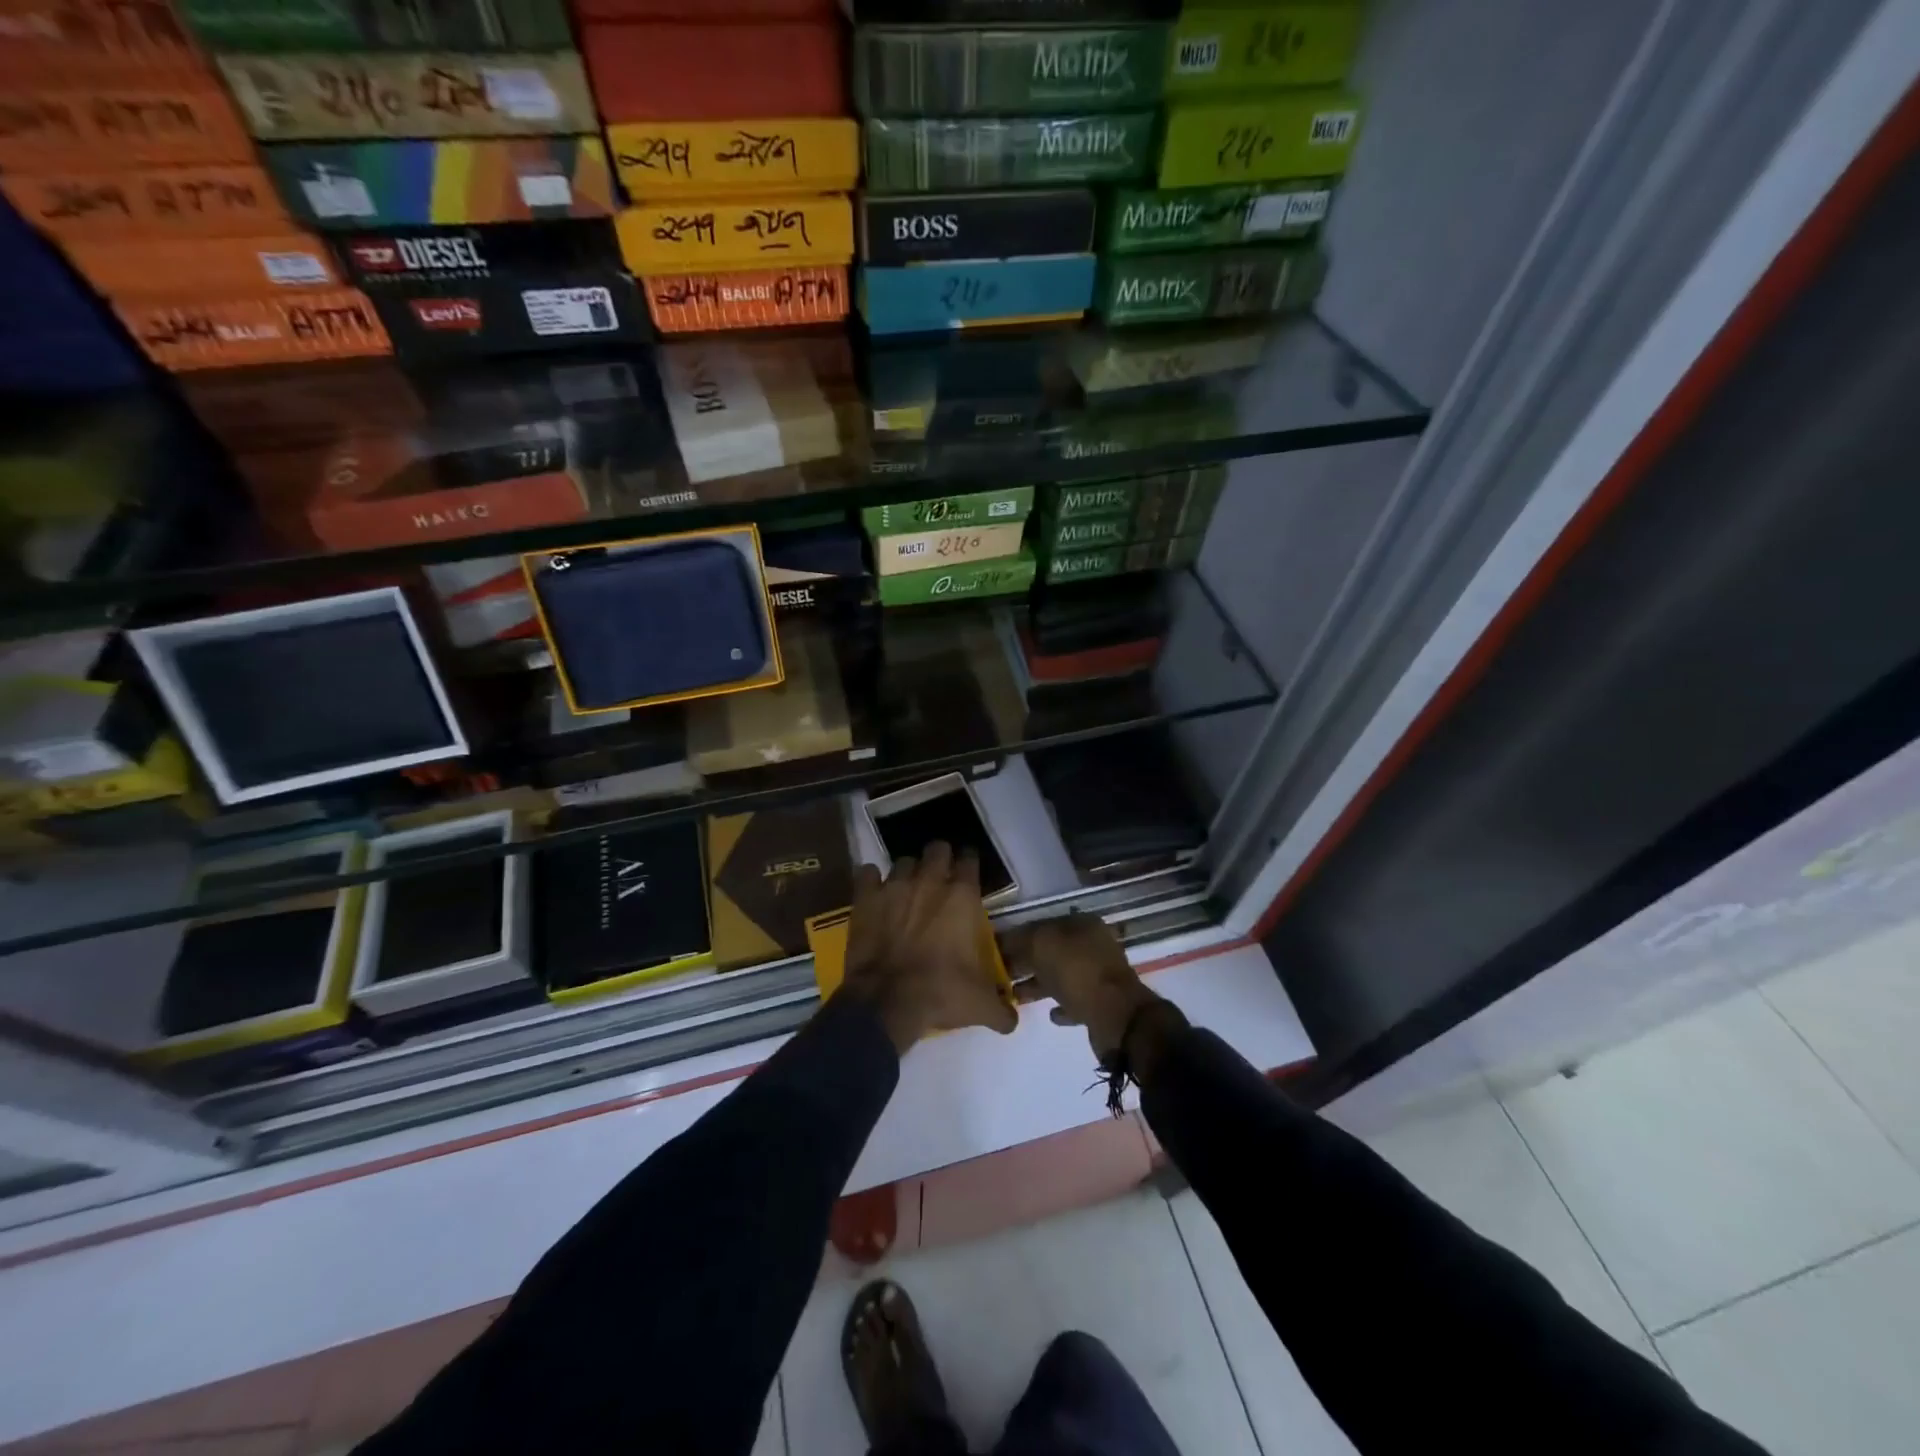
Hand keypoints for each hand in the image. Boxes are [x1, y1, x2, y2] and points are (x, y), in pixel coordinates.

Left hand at [840, 841, 1018, 1052]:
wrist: (886, 1001)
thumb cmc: (940, 993)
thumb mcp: (980, 1006)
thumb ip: (1001, 1009)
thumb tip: (1012, 1020)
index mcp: (962, 897)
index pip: (970, 861)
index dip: (970, 864)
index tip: (969, 874)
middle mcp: (929, 882)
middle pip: (937, 849)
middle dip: (940, 859)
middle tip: (940, 877)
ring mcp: (894, 886)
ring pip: (903, 861)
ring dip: (908, 872)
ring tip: (908, 889)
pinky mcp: (865, 897)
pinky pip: (867, 874)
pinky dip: (871, 880)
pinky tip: (875, 892)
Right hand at [1001, 913, 1162, 1061]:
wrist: (1116, 1017)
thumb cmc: (1077, 972)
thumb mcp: (1042, 944)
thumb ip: (1021, 939)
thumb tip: (1005, 940)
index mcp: (1083, 924)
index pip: (1043, 924)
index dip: (1018, 936)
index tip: (996, 950)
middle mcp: (1094, 945)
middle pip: (1052, 951)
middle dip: (1026, 962)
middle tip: (1001, 975)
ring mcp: (1099, 974)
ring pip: (1061, 976)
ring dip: (1039, 984)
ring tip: (1015, 996)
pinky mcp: (1102, 1003)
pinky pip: (1076, 1000)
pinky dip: (1061, 1005)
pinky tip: (1049, 1013)